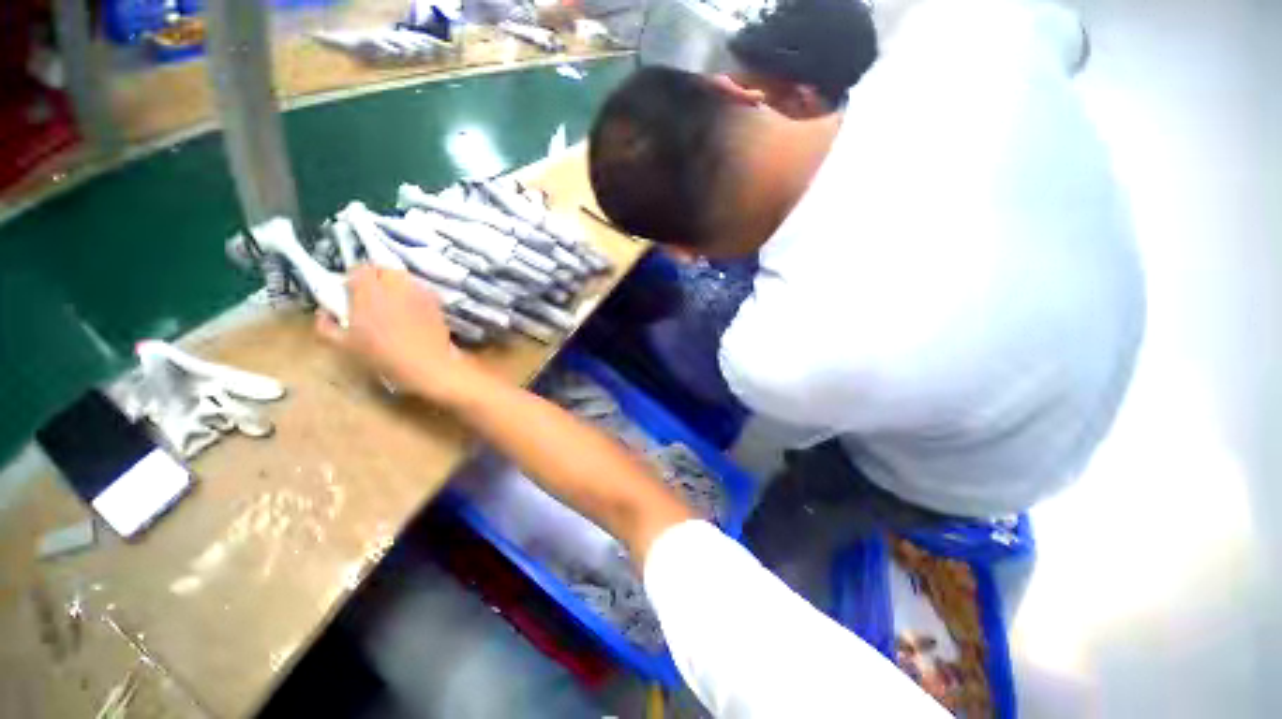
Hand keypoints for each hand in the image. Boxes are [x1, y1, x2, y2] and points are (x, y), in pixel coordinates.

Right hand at [316, 267, 487, 404]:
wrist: (427, 364)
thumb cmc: (382, 355)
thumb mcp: (344, 345)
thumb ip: (326, 325)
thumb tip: (324, 312)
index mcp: (369, 291)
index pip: (360, 269)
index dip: (355, 279)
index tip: (352, 293)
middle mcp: (395, 285)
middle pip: (385, 270)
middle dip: (377, 279)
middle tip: (373, 297)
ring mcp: (419, 291)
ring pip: (404, 278)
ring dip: (397, 286)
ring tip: (393, 305)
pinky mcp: (436, 301)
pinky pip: (421, 290)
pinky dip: (414, 296)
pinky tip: (412, 313)